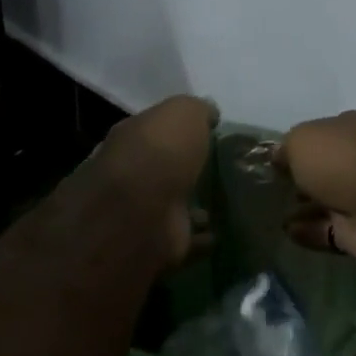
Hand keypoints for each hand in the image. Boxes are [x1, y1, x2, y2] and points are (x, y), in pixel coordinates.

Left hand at [93, 95, 217, 265]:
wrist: (141, 210)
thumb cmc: (160, 151)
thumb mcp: (183, 113)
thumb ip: (197, 110)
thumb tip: (209, 113)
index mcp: (132, 138)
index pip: (154, 130)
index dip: (177, 130)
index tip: (207, 134)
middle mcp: (131, 174)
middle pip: (162, 170)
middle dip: (183, 171)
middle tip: (218, 170)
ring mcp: (142, 213)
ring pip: (173, 206)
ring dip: (193, 207)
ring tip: (224, 204)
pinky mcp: (158, 244)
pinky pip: (186, 240)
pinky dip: (201, 238)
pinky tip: (221, 234)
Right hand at [277, 111, 355, 276]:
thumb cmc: (346, 162)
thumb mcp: (303, 140)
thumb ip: (286, 148)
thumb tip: (279, 156)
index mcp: (352, 129)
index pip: (319, 134)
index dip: (296, 146)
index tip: (271, 161)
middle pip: (325, 168)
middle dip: (301, 176)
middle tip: (270, 187)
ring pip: (327, 201)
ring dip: (303, 206)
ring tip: (271, 212)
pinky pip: (329, 231)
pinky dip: (309, 231)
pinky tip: (286, 232)